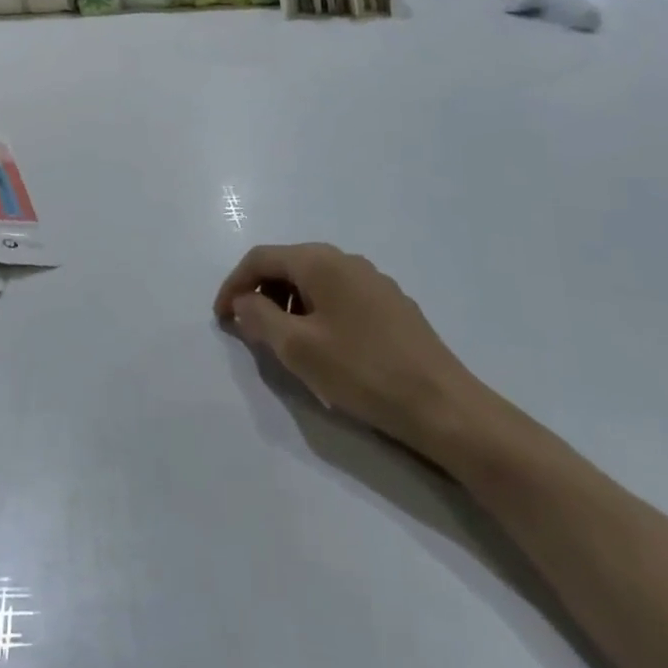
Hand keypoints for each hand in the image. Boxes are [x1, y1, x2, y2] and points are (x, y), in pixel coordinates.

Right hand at [214, 243, 482, 456]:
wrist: (446, 408)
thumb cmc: (363, 372)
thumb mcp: (297, 348)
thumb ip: (259, 318)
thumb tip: (244, 301)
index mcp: (320, 261)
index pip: (260, 258)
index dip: (233, 285)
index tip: (221, 318)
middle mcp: (346, 260)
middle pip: (287, 265)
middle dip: (260, 294)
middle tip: (248, 331)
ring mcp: (373, 282)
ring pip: (313, 282)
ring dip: (287, 305)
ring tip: (283, 343)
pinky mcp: (391, 306)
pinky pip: (338, 297)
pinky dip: (316, 313)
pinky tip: (324, 347)